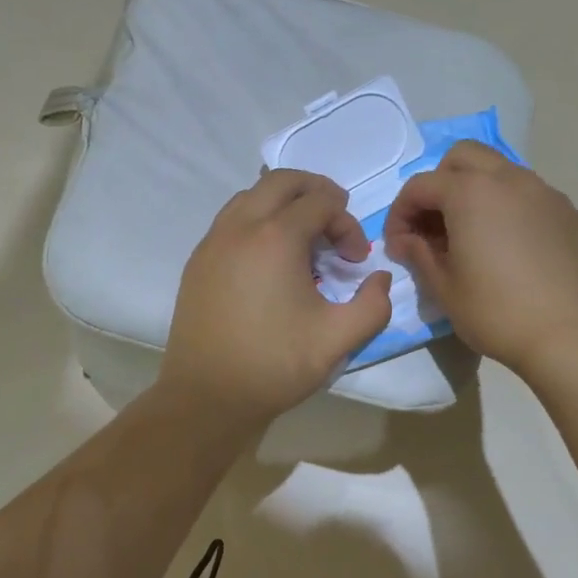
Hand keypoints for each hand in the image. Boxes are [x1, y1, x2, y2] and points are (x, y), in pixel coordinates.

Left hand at [160, 170, 392, 426]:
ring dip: (282, 204)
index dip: (348, 224)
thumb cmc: (274, 365)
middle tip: (336, 219)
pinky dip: (256, 220)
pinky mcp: (197, 261)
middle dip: (315, 192)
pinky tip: (268, 258)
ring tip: (303, 237)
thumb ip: (373, 305)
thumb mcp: (338, 339)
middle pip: (281, 181)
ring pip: (250, 196)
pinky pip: (230, 220)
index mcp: (275, 237)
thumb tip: (381, 279)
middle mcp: (239, 227)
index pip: (320, 203)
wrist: (208, 396)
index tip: (356, 261)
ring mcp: (212, 242)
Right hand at [383, 141, 577, 381]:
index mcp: (471, 193)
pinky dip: (511, 211)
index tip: (399, 247)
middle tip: (434, 225)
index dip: (400, 214)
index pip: (420, 186)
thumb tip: (407, 241)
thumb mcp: (444, 289)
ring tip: (474, 237)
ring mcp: (548, 194)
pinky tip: (513, 252)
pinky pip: (532, 198)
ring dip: (477, 193)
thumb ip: (419, 254)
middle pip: (463, 157)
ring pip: (502, 172)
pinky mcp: (573, 215)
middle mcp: (511, 180)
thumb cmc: (498, 313)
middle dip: (439, 183)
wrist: (574, 338)